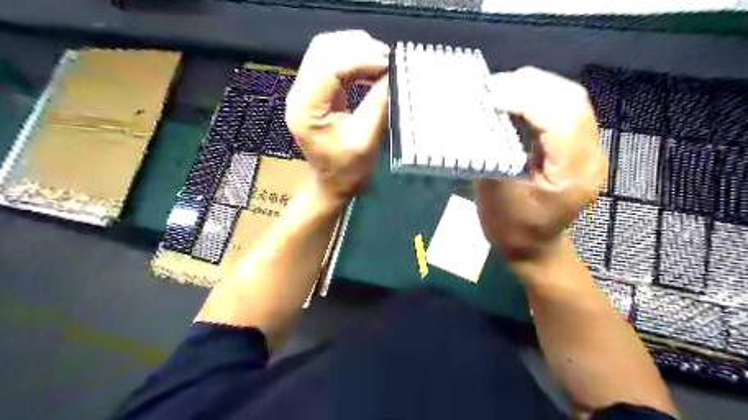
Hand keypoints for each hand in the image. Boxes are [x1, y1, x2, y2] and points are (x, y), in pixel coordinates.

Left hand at [287, 29, 391, 203]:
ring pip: (325, 50)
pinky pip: (330, 61)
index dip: (360, 58)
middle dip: (358, 47)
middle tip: (388, 58)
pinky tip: (371, 66)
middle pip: (323, 50)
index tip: (388, 64)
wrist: (332, 184)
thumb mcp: (366, 140)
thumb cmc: (348, 170)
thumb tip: (393, 74)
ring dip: (355, 48)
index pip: (328, 67)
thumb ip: (378, 104)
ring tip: (382, 59)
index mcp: (306, 110)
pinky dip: (352, 57)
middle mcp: (298, 95)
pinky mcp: (314, 91)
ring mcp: (304, 90)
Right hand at [479, 67, 605, 262]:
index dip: (525, 99)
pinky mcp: (579, 147)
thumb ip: (491, 154)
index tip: (489, 95)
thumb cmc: (512, 229)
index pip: (560, 120)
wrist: (536, 248)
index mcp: (571, 176)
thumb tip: (479, 117)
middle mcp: (590, 158)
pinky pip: (564, 110)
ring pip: (571, 100)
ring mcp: (590, 151)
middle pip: (572, 102)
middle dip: (530, 86)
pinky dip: (539, 98)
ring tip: (501, 90)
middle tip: (492, 87)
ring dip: (535, 88)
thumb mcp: (494, 195)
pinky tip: (516, 100)